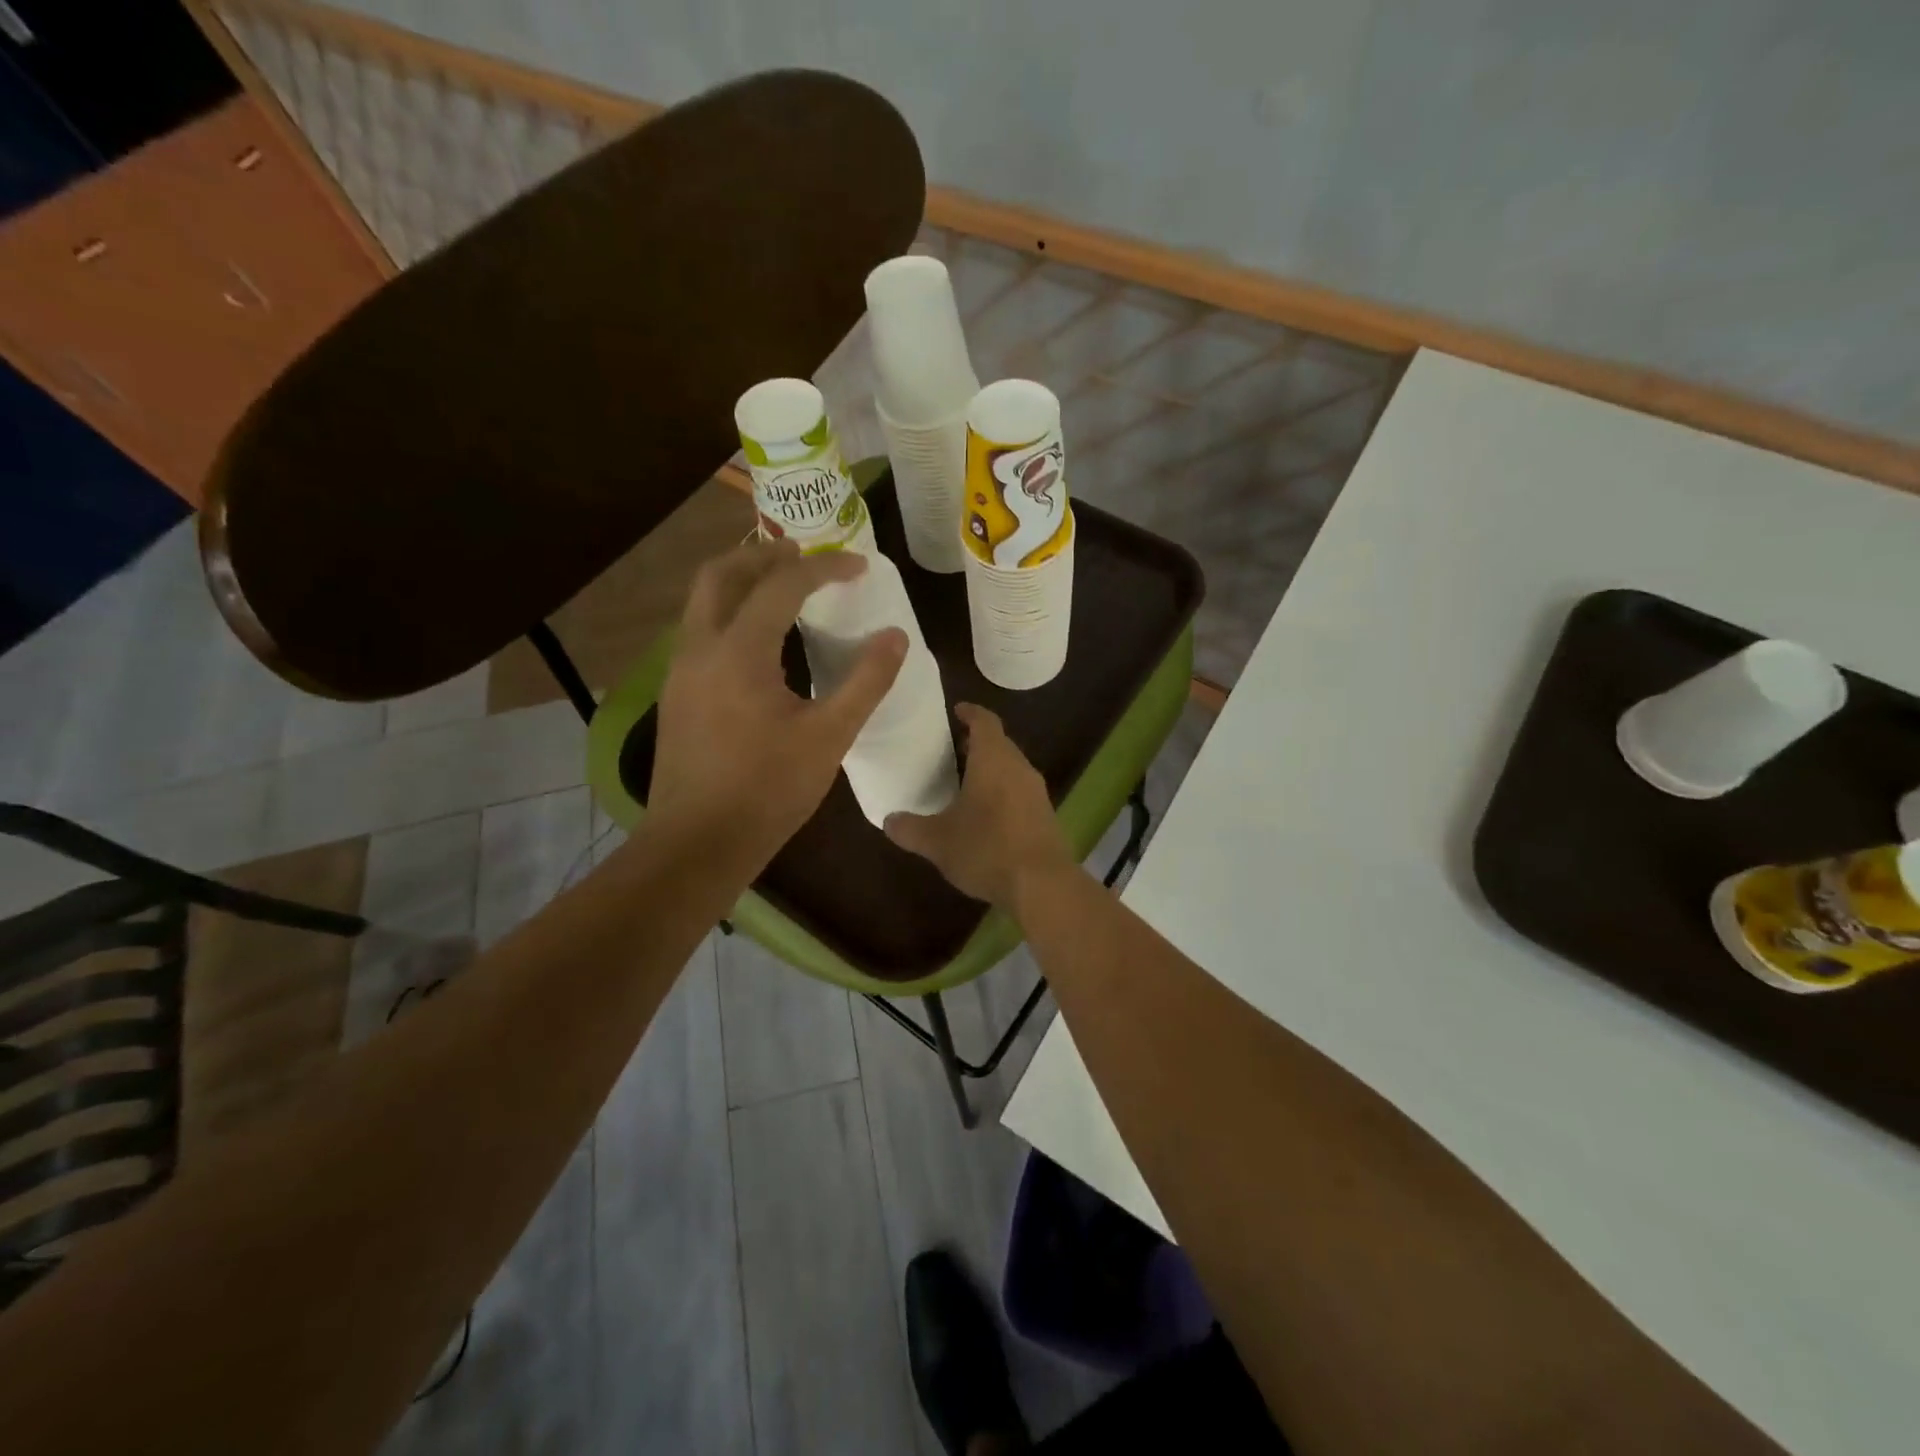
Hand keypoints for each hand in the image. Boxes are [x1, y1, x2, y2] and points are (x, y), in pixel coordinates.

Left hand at [651, 540, 906, 867]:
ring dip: (741, 580)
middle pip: (721, 573)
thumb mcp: (829, 737)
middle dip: (764, 555)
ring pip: (703, 600)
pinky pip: (700, 629)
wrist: (697, 843)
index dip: (824, 568)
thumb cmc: (767, 791)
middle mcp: (699, 648)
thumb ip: (866, 682)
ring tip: (782, 586)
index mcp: (739, 652)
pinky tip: (758, 640)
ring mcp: (680, 671)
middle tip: (805, 554)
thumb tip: (896, 638)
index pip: (782, 585)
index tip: (858, 566)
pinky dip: (729, 612)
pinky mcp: (676, 694)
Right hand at [884, 704, 1075, 908]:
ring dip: (990, 769)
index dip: (970, 712)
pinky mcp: (1045, 816)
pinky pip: (1020, 792)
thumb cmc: (986, 849)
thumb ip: (910, 828)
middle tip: (952, 749)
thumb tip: (889, 820)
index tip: (956, 710)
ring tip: (965, 782)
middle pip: (1000, 743)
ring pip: (1011, 768)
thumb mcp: (937, 841)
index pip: (985, 721)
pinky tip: (986, 815)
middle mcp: (1019, 767)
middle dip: (977, 743)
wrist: (1042, 885)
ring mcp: (1037, 792)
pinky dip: (1002, 793)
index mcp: (993, 759)